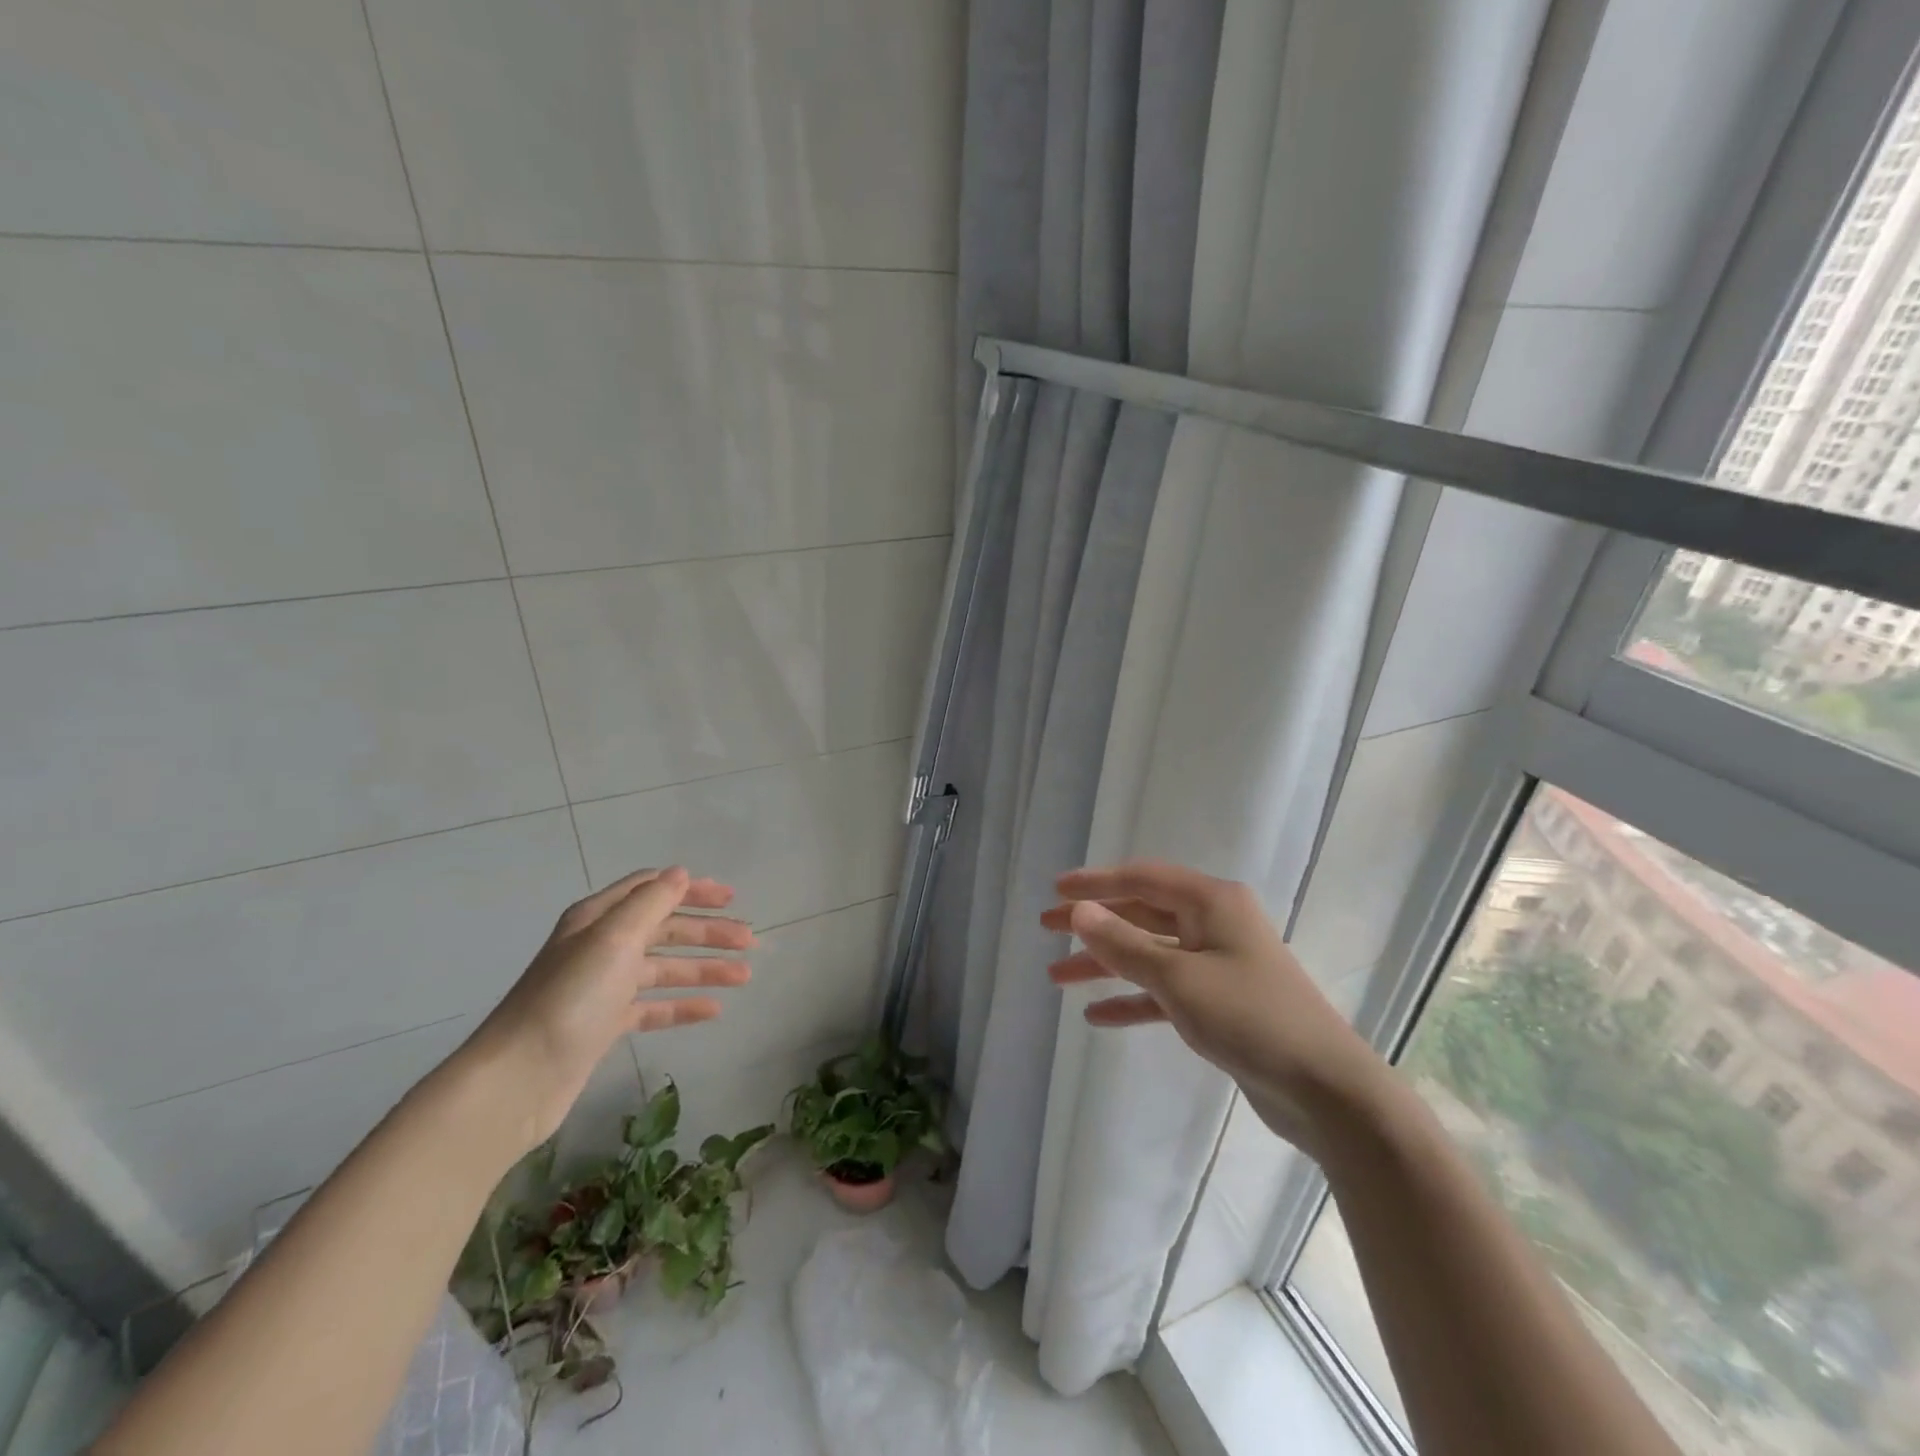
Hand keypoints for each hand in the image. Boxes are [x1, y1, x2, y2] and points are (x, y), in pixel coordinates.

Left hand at [458, 867, 753, 1152]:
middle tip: (750, 941)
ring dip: (704, 969)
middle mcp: (601, 946)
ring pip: (665, 969)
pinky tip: (714, 1010)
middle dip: (708, 932)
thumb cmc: (570, 998)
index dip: (693, 890)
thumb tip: (680, 873)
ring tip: (744, 976)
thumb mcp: (614, 938)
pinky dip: (684, 1005)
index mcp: (599, 918)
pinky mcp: (606, 1025)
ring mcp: (603, 987)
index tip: (731, 898)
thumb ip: (651, 902)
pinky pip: (654, 1007)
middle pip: (665, 928)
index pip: (652, 889)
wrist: (519, 1079)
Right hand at [1044, 860, 1389, 1156]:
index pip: (1141, 879)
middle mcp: (1215, 923)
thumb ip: (1124, 944)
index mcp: (1211, 902)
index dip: (1095, 882)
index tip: (1055, 890)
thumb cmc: (1250, 1018)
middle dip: (1094, 923)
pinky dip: (1133, 999)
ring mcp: (1219, 963)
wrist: (1326, 1090)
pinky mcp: (1221, 1002)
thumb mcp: (1178, 978)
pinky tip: (1097, 1015)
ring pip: (1149, 953)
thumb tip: (1079, 912)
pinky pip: (1165, 990)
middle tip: (1047, 929)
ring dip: (1105, 964)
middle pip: (1142, 913)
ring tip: (1057, 977)